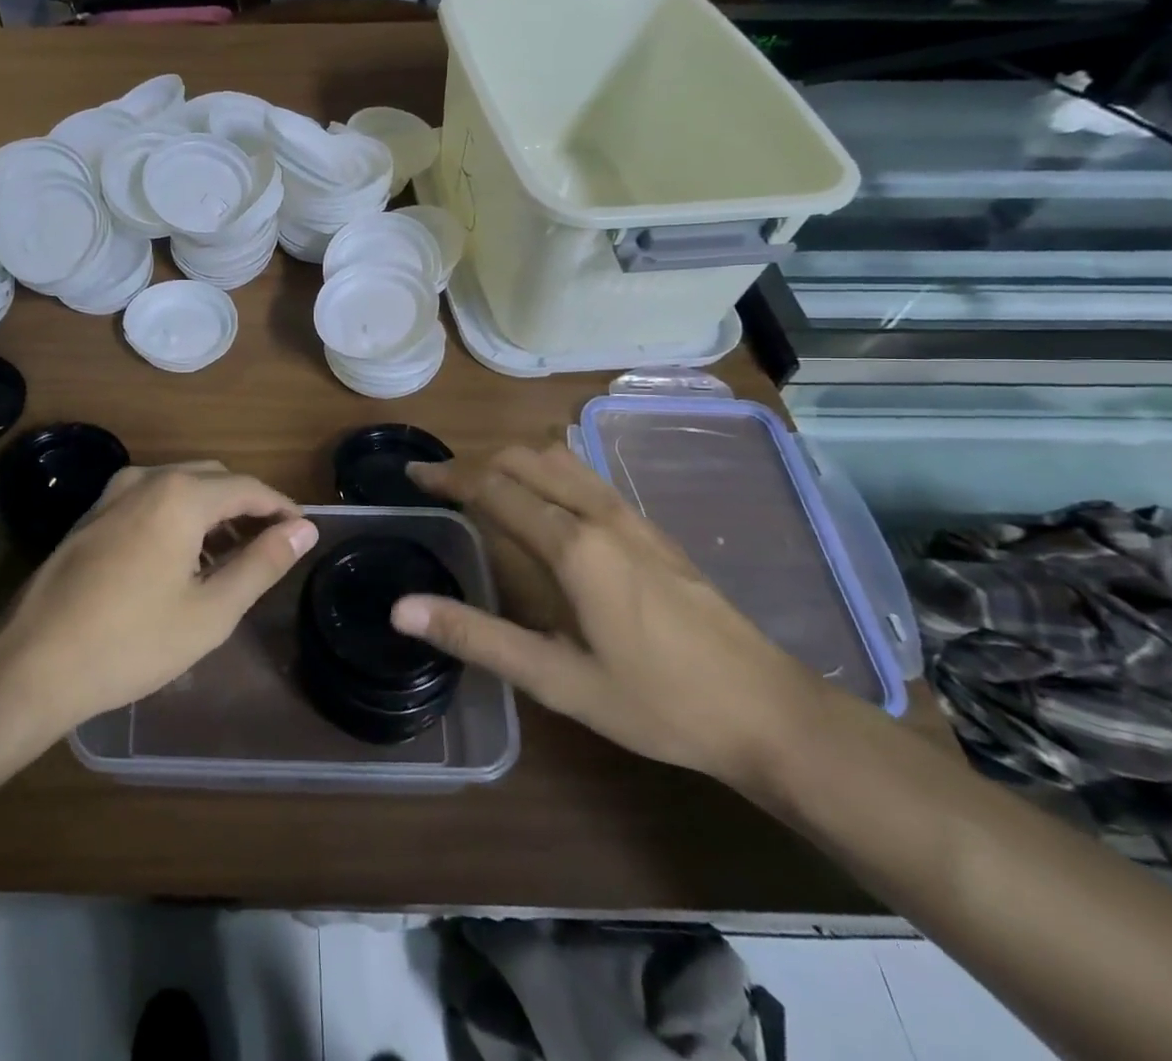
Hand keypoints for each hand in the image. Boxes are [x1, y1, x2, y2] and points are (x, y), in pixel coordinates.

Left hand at [0, 463, 317, 741]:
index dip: (281, 508)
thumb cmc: (130, 642)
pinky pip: (150, 500)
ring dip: (212, 511)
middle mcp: (146, 478)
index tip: (304, 532)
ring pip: (180, 486)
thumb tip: (304, 529)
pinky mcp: (91, 514)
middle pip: (214, 478)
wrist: (31, 664)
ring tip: (233, 557)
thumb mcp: (211, 610)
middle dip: (247, 506)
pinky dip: (179, 516)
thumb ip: (263, 563)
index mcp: (180, 494)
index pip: (248, 487)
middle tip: (271, 546)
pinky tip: (183, 559)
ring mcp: (112, 493)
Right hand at [395, 444, 825, 790]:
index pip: (493, 488)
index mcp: (572, 545)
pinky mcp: (651, 528)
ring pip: (558, 459)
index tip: (413, 474)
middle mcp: (599, 514)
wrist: (769, 712)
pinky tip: (543, 500)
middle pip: (524, 459)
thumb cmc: (657, 702)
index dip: (447, 476)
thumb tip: (402, 609)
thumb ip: (476, 637)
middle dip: (474, 462)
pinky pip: (584, 475)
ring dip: (511, 459)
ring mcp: (631, 516)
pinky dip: (545, 469)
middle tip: (438, 483)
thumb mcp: (557, 680)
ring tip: (480, 483)